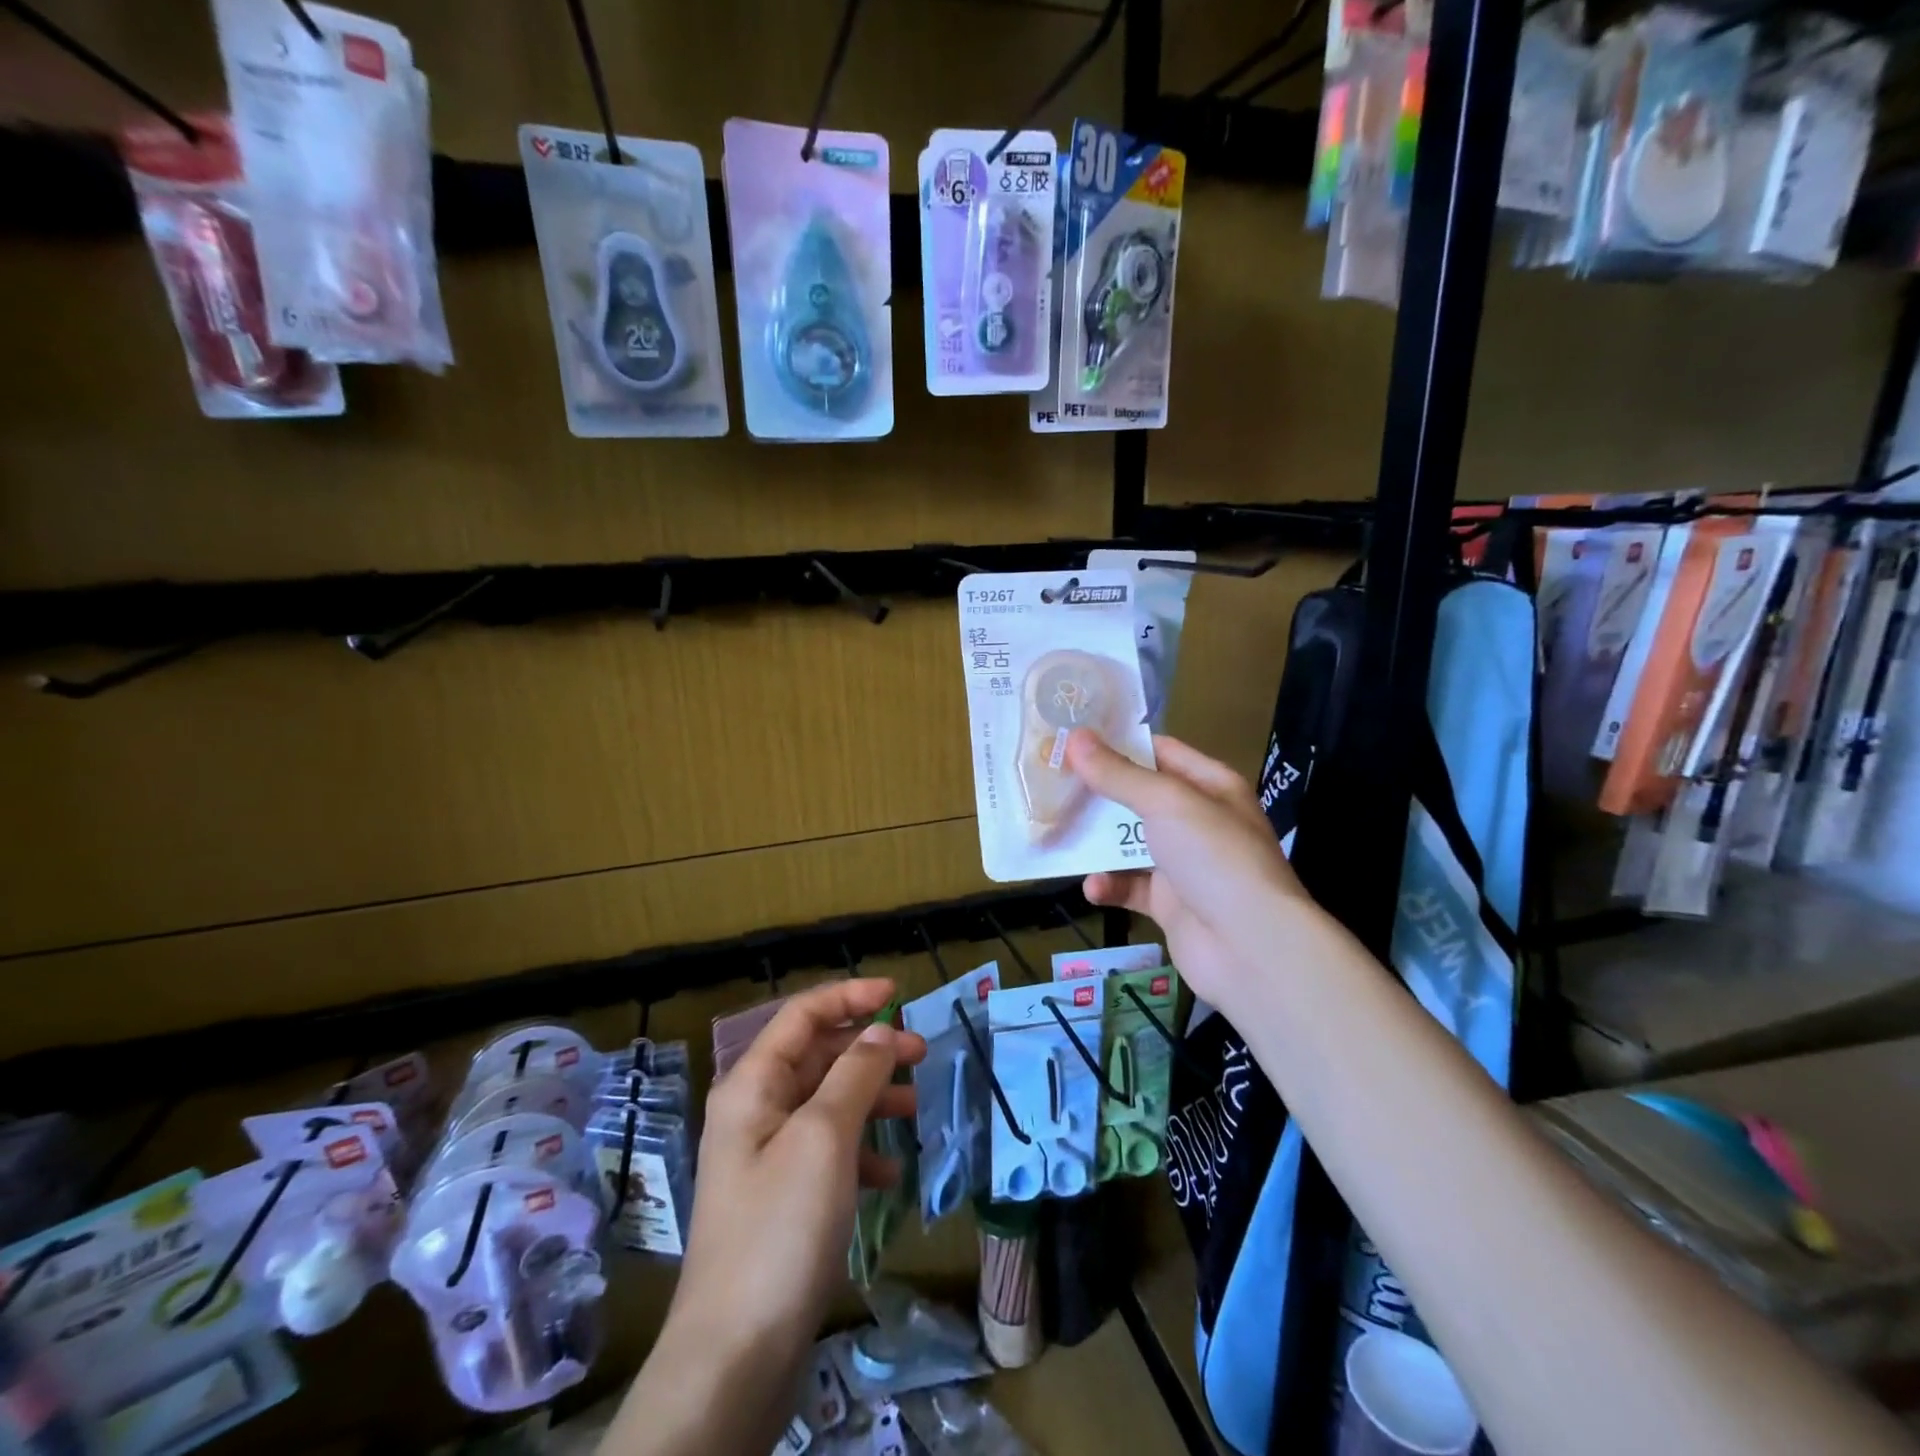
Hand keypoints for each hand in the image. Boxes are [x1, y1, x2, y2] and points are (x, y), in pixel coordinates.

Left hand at [671, 979, 925, 1367]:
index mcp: (752, 1084)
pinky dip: (861, 1150)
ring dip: (872, 1098)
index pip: (802, 1014)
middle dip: (869, 1049)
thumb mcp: (824, 1138)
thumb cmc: (780, 1228)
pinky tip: (892, 1171)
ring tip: (916, 1107)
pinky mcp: (783, 1198)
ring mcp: (768, 1156)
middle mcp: (756, 1110)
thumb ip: (854, 1074)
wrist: (735, 1355)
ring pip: (828, 1103)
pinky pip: (828, 1151)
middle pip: (818, 1056)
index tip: (898, 993)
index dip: (849, 995)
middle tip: (921, 1053)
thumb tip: (879, 1031)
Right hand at [1066, 730, 1313, 1022]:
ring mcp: (1183, 864)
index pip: (1159, 752)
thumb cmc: (1215, 857)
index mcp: (1209, 785)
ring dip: (1096, 842)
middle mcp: (1197, 820)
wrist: (1250, 948)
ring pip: (1128, 843)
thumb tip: (1075, 737)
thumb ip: (1119, 774)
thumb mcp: (1167, 803)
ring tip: (1058, 833)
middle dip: (1097, 792)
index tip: (1070, 739)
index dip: (1117, 744)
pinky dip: (1110, 886)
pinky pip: (1129, 886)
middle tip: (1049, 783)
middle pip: (1138, 797)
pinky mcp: (1169, 903)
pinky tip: (1094, 888)